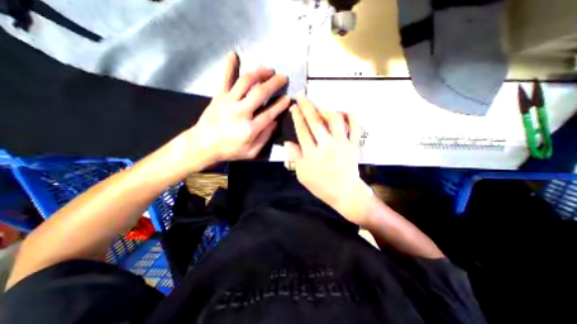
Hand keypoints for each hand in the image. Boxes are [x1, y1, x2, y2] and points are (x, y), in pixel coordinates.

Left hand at [182, 50, 290, 169]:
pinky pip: (225, 79)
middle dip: (274, 83)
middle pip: (260, 93)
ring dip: (259, 73)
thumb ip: (265, 137)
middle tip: (283, 78)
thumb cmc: (229, 150)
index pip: (270, 113)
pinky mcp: (219, 97)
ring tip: (268, 70)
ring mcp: (229, 102)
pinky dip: (229, 66)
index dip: (281, 105)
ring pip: (246, 82)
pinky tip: (234, 55)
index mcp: (250, 128)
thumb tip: (275, 122)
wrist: (203, 145)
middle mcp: (241, 112)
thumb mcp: (251, 151)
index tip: (288, 98)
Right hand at [286, 96, 371, 224]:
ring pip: (335, 120)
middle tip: (301, 96)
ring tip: (319, 108)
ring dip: (326, 110)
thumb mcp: (302, 175)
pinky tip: (343, 113)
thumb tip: (288, 143)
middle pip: (315, 121)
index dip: (297, 116)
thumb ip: (295, 157)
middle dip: (307, 106)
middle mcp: (326, 145)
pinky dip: (351, 117)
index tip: (293, 106)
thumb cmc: (321, 186)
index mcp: (312, 154)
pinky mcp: (354, 145)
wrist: (344, 193)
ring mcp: (342, 144)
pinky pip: (355, 127)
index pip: (302, 130)